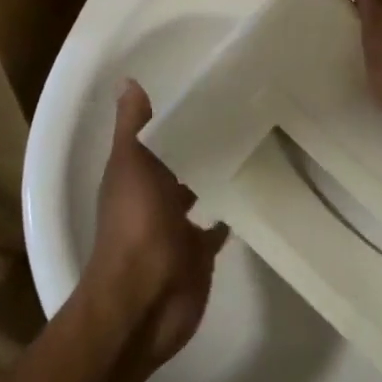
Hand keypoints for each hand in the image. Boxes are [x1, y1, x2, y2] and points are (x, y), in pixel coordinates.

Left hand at [82, 81, 227, 369]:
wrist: (145, 301)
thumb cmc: (136, 226)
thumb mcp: (131, 165)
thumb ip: (134, 127)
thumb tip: (128, 80)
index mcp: (134, 175)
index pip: (156, 136)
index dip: (173, 115)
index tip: (204, 87)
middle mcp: (154, 197)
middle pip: (178, 162)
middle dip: (199, 142)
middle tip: (240, 109)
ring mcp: (177, 227)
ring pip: (199, 191)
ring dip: (215, 174)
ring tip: (251, 142)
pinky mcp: (199, 252)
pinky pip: (218, 227)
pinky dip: (230, 213)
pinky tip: (253, 191)